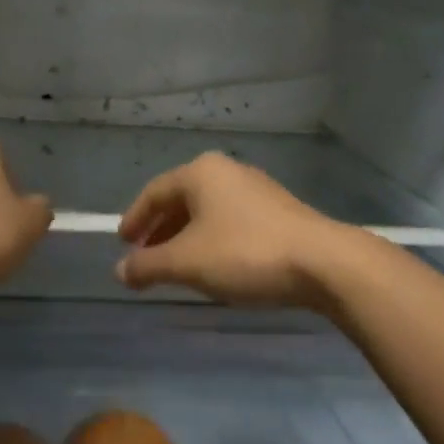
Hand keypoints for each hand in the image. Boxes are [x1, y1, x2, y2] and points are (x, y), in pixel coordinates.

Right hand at [116, 152, 354, 307]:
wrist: (324, 263)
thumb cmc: (245, 253)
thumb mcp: (187, 263)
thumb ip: (148, 266)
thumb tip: (119, 271)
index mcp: (200, 173)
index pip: (154, 192)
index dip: (134, 219)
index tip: (122, 244)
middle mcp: (227, 171)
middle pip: (180, 200)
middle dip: (159, 231)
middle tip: (144, 258)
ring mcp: (256, 189)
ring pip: (207, 212)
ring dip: (185, 238)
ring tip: (176, 267)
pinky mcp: (278, 211)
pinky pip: (230, 221)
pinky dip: (212, 240)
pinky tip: (214, 266)